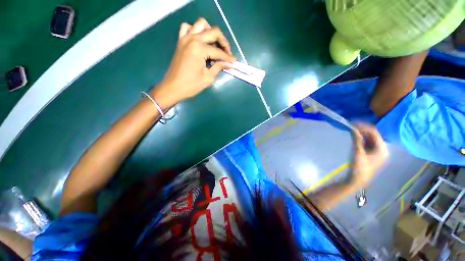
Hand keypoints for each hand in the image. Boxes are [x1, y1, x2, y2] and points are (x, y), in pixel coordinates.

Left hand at [150, 18, 235, 108]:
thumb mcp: (208, 78)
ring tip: (215, 44)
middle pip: (213, 32)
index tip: (234, 62)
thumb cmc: (191, 85)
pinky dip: (195, 30)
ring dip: (211, 31)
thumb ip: (218, 67)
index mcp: (200, 49)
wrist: (173, 87)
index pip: (219, 51)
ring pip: (201, 24)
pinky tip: (200, 40)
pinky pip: (187, 27)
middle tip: (227, 53)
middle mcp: (193, 38)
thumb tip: (228, 64)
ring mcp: (185, 38)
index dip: (228, 57)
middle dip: (224, 42)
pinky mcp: (180, 41)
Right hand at [349, 123, 388, 187]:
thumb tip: (353, 128)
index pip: (374, 133)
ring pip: (370, 138)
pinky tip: (354, 137)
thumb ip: (357, 139)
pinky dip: (361, 138)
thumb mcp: (357, 152)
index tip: (352, 123)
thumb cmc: (359, 166)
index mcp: (382, 148)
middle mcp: (382, 148)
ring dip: (361, 133)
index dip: (363, 126)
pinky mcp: (372, 153)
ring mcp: (377, 151)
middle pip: (373, 135)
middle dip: (362, 129)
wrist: (358, 179)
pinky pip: (367, 142)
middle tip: (351, 126)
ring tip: (351, 130)